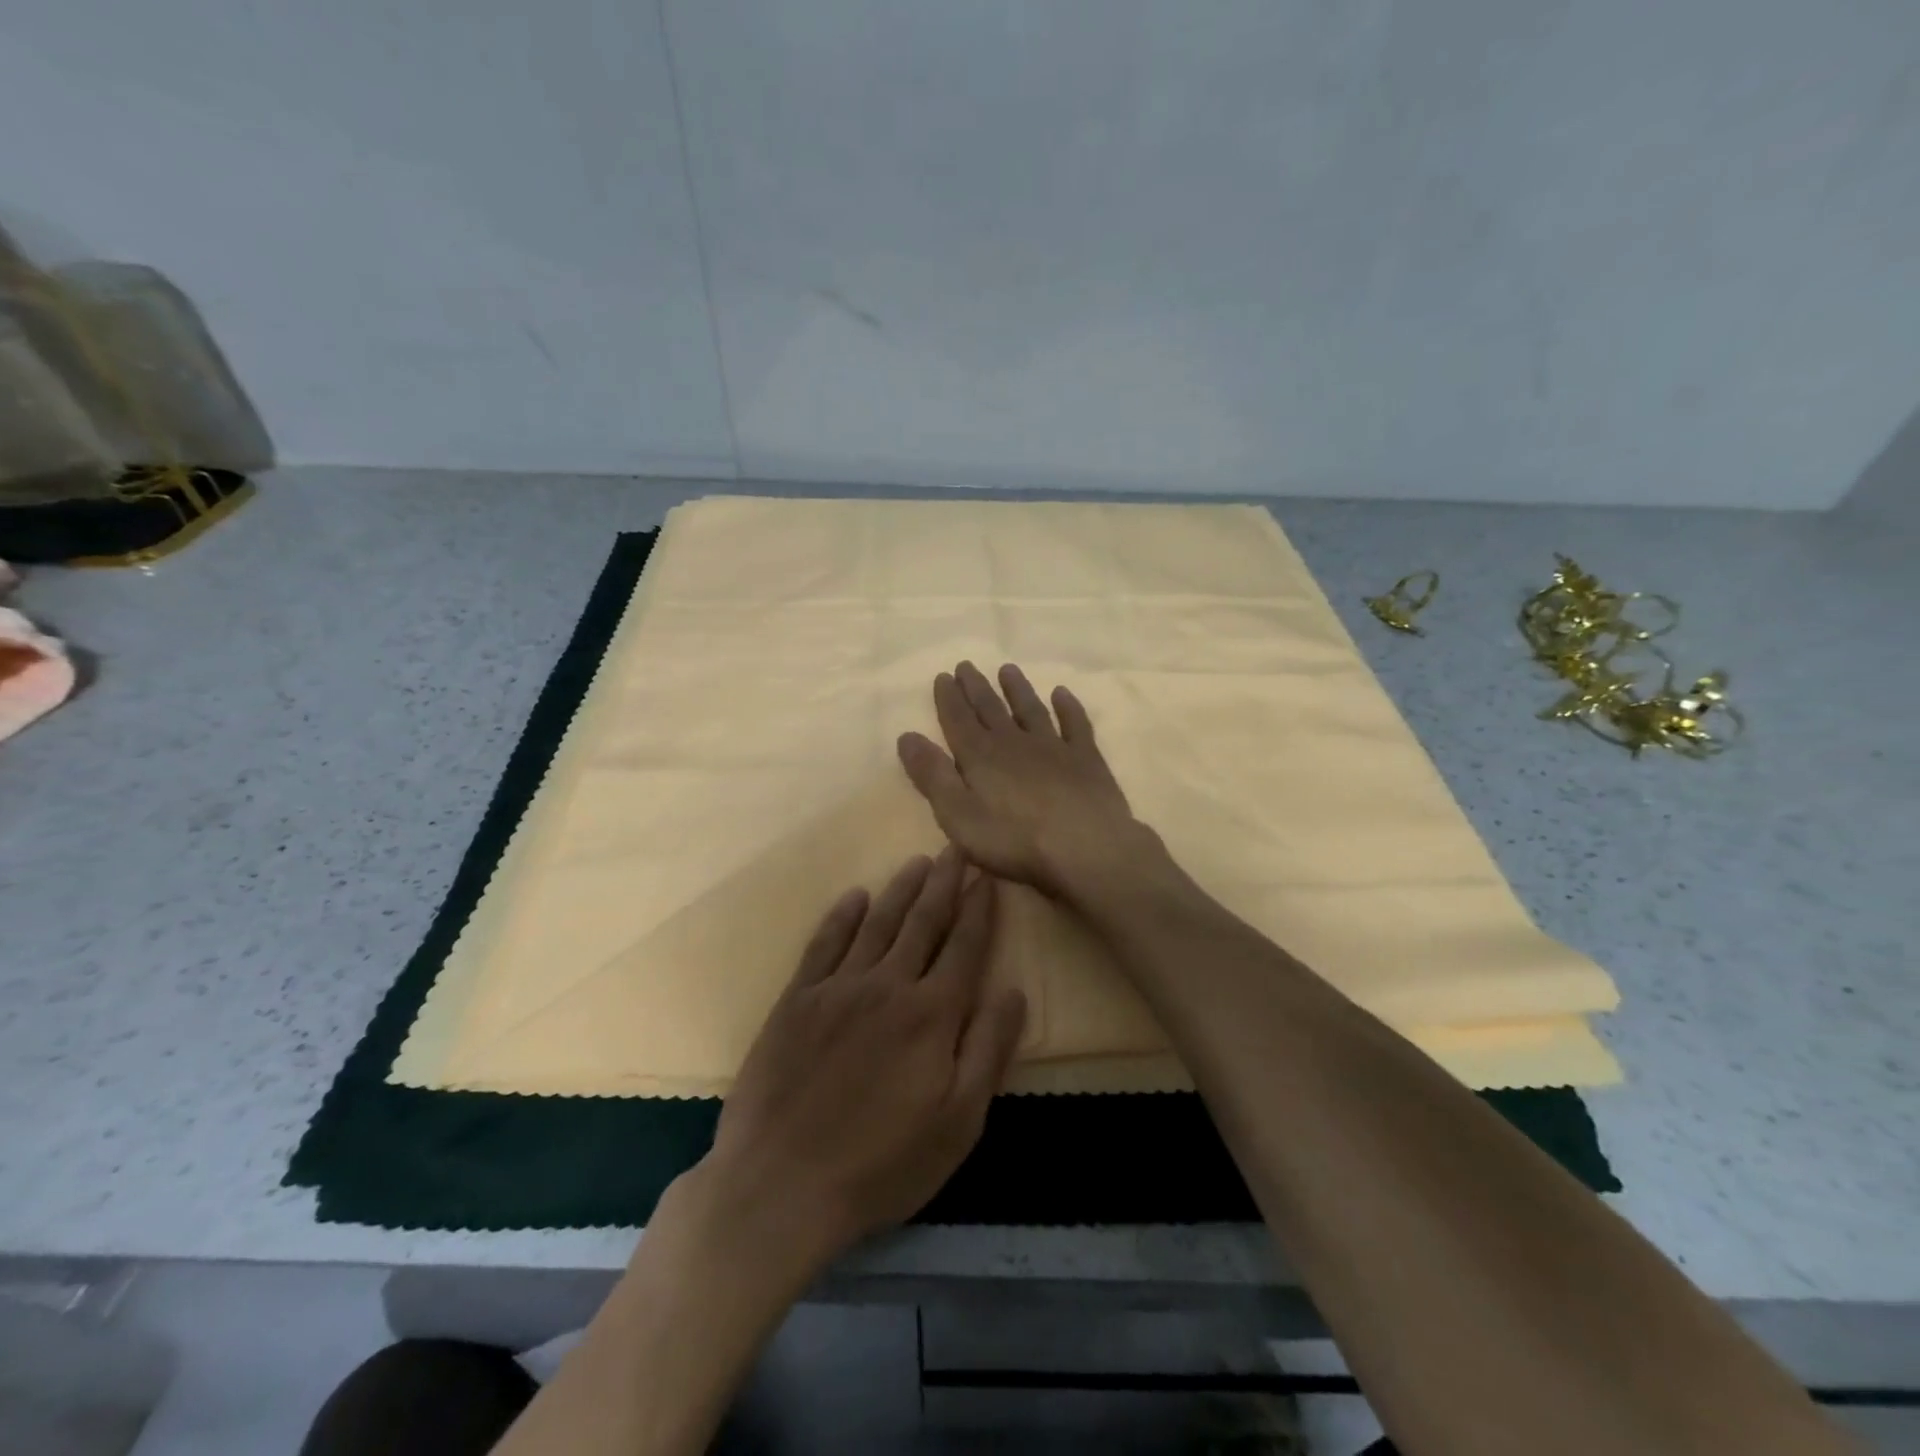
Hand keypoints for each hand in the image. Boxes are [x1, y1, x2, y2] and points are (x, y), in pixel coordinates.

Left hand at [700, 848, 1027, 1269]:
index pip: (964, 947)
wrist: (780, 1185)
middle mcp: (888, 986)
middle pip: (923, 922)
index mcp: (931, 1014)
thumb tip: (1014, 991)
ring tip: (917, 862)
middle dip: (943, 884)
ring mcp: (837, 988)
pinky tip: (853, 896)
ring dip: (900, 889)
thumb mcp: (957, 1122)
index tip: (988, 877)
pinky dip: (841, 916)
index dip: (979, 910)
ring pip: (877, 923)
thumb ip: (988, 1050)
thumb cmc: (882, 1164)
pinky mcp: (796, 1000)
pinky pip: (823, 944)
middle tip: (955, 850)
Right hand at [897, 661, 1156, 898]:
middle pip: (991, 709)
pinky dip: (1068, 707)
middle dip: (976, 687)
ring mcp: (1054, 747)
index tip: (942, 676)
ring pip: (1031, 710)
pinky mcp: (1086, 759)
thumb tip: (906, 736)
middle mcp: (1015, 742)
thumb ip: (932, 776)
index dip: (948, 698)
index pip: (959, 720)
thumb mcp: (958, 815)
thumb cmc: (1014, 839)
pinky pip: (1075, 724)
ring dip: (1017, 689)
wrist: (1085, 846)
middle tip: (967, 665)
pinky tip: (1062, 694)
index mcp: (981, 756)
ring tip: (1008, 669)